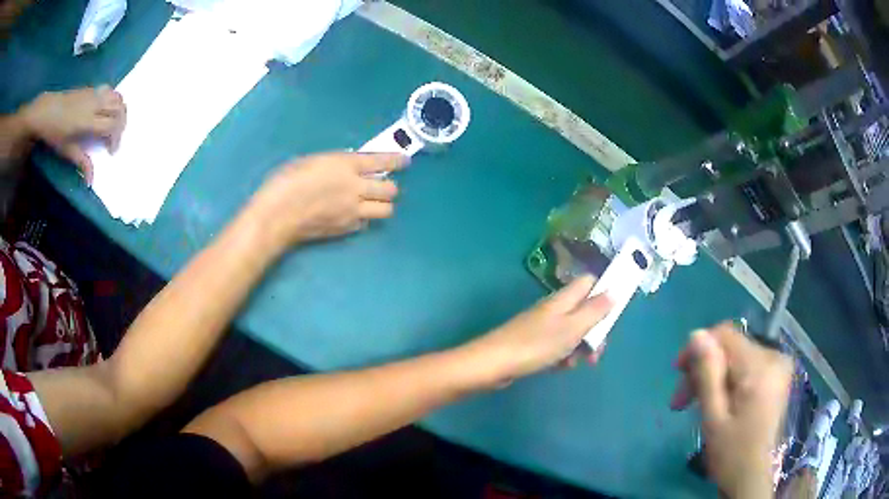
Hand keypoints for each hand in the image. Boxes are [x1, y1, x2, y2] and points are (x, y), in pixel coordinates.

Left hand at [20, 85, 125, 182]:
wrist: (46, 110)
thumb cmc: (54, 133)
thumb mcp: (66, 150)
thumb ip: (81, 161)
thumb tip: (91, 181)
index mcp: (89, 120)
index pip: (112, 126)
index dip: (116, 139)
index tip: (111, 151)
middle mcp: (95, 104)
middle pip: (119, 109)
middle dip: (122, 124)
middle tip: (116, 137)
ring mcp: (94, 93)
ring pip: (117, 97)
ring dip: (120, 110)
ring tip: (114, 122)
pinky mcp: (91, 88)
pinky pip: (110, 91)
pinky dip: (113, 100)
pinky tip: (106, 109)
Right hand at [248, 152, 407, 247]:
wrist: (277, 216)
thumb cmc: (286, 182)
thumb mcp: (310, 161)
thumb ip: (334, 163)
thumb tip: (347, 164)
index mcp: (346, 165)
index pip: (383, 161)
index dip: (397, 160)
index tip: (404, 161)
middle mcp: (356, 188)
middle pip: (391, 190)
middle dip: (390, 186)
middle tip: (381, 185)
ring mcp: (354, 211)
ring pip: (386, 210)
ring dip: (382, 204)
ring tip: (371, 202)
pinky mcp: (347, 228)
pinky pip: (366, 223)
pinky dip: (364, 219)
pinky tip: (352, 215)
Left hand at [461, 276, 611, 387]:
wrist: (494, 364)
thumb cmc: (536, 344)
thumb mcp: (572, 328)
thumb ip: (595, 310)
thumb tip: (614, 290)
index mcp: (564, 298)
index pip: (590, 282)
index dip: (605, 292)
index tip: (615, 313)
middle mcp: (555, 307)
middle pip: (585, 311)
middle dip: (595, 330)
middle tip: (597, 351)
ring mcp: (543, 325)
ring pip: (573, 331)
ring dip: (580, 347)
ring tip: (576, 363)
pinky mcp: (534, 343)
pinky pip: (558, 345)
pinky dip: (563, 356)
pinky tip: (560, 367)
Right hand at [671, 324, 792, 498]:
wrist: (753, 480)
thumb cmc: (732, 454)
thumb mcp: (714, 418)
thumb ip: (707, 374)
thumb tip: (696, 334)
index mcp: (760, 366)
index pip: (725, 334)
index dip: (698, 347)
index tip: (677, 373)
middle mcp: (774, 357)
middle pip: (731, 347)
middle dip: (704, 369)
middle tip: (682, 401)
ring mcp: (778, 366)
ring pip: (737, 357)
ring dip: (714, 377)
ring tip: (695, 404)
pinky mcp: (777, 377)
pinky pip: (747, 366)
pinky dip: (729, 381)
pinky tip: (717, 402)